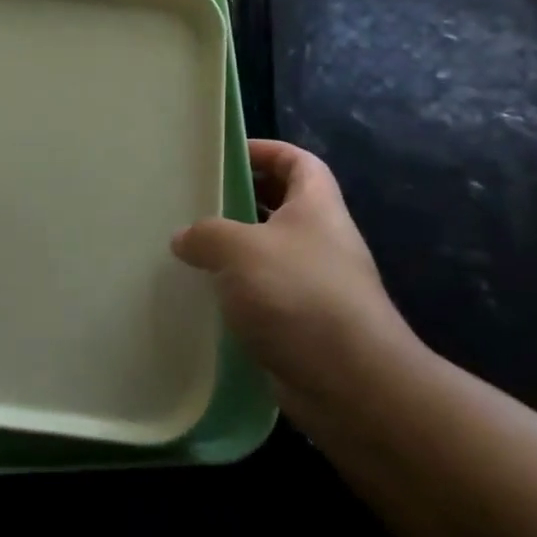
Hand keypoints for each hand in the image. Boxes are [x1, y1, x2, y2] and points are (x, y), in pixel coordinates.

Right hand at [172, 139, 417, 404]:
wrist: (352, 385)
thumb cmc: (299, 295)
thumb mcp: (240, 248)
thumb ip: (206, 234)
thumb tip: (184, 239)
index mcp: (316, 206)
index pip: (297, 161)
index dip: (265, 150)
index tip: (225, 155)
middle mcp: (321, 240)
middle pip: (281, 205)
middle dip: (241, 201)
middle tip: (196, 202)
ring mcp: (316, 285)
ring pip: (269, 254)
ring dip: (233, 252)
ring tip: (189, 250)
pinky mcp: (304, 325)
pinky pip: (265, 296)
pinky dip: (238, 294)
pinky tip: (204, 299)